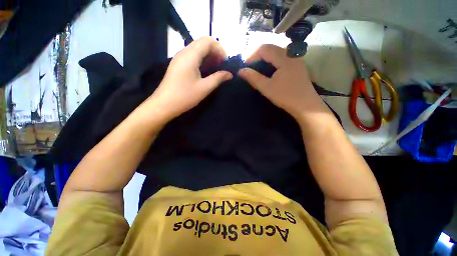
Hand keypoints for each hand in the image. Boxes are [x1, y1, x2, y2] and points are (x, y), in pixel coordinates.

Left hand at [147, 37, 232, 121]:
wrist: (164, 104)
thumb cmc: (185, 96)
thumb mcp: (204, 88)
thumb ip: (218, 78)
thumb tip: (230, 74)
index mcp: (190, 56)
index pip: (208, 41)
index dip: (220, 49)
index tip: (225, 63)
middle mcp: (184, 52)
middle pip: (202, 43)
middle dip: (215, 52)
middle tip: (222, 66)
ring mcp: (179, 58)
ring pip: (197, 49)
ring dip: (209, 56)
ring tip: (216, 69)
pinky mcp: (178, 64)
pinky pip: (192, 56)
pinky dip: (202, 60)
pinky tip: (206, 71)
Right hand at [238, 44, 329, 121]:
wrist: (306, 106)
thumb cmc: (285, 97)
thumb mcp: (267, 88)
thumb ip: (253, 78)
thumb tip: (240, 71)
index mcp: (284, 58)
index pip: (264, 48)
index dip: (252, 55)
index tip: (245, 67)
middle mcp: (291, 54)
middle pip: (271, 48)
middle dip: (258, 56)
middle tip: (250, 67)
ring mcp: (296, 59)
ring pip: (277, 52)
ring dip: (265, 58)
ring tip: (258, 69)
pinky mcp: (298, 65)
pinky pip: (283, 57)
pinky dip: (273, 61)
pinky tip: (270, 70)